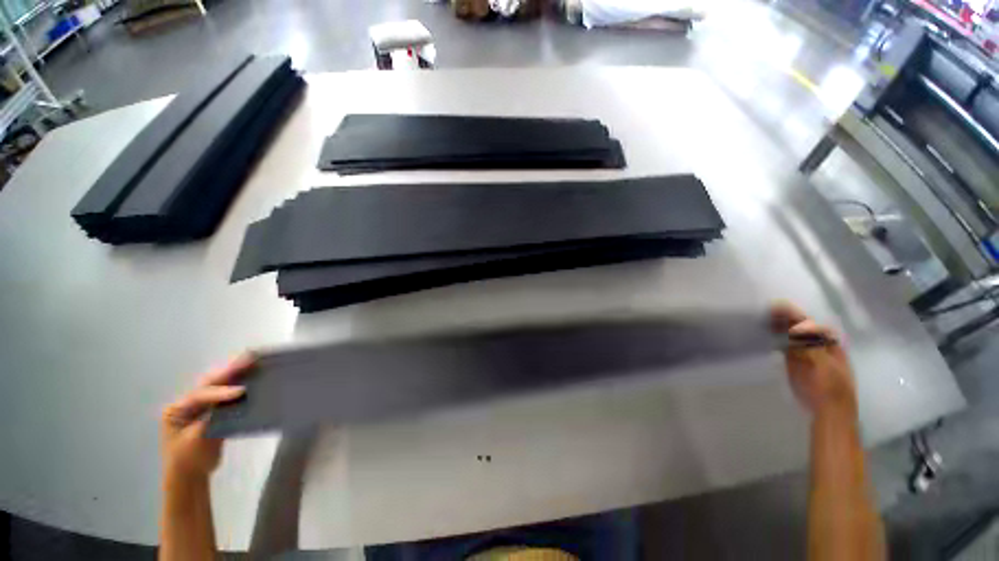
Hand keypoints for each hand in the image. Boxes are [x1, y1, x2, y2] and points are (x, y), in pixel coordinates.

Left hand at [160, 355, 252, 478]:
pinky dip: (238, 384)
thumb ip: (213, 416)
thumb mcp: (197, 439)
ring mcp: (200, 407)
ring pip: (218, 385)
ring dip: (235, 374)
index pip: (201, 396)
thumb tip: (236, 399)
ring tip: (252, 361)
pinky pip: (226, 394)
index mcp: (177, 409)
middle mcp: (187, 403)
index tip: (241, 392)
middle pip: (209, 383)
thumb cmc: (189, 459)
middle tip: (250, 358)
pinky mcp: (213, 411)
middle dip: (229, 371)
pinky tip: (251, 377)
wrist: (189, 477)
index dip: (221, 393)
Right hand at [770, 301, 857, 417]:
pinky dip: (772, 340)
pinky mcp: (793, 363)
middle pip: (797, 328)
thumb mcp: (822, 364)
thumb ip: (809, 344)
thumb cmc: (830, 387)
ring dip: (775, 328)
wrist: (828, 411)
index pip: (807, 323)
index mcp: (827, 343)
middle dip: (781, 320)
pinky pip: (782, 347)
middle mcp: (815, 345)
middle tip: (762, 314)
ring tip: (759, 321)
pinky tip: (762, 336)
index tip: (774, 308)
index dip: (792, 314)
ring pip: (788, 336)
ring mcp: (803, 354)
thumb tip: (795, 324)